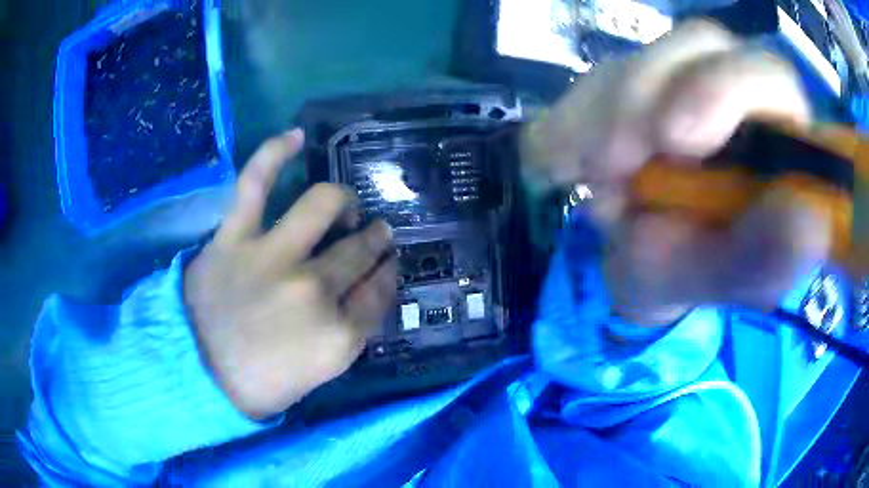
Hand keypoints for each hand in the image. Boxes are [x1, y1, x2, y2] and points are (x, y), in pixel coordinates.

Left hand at [184, 130, 396, 418]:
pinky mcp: (234, 238)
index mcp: (338, 335)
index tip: (387, 265)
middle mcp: (314, 290)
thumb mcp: (320, 372)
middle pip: (360, 250)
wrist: (197, 376)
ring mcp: (272, 258)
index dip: (387, 273)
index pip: (380, 290)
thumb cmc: (260, 383)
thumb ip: (349, 331)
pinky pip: (256, 183)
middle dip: (375, 239)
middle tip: (374, 233)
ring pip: (324, 206)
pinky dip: (274, 153)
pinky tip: (295, 136)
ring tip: (345, 205)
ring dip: (344, 202)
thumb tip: (364, 288)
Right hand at [521, 21, 829, 324]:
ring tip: (589, 179)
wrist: (641, 261)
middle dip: (648, 93)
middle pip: (701, 44)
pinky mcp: (636, 82)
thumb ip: (763, 259)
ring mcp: (683, 79)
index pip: (771, 77)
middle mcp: (737, 93)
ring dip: (604, 113)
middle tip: (612, 163)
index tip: (675, 139)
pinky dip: (569, 119)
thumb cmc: (693, 273)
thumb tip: (808, 222)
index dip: (726, 89)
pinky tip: (561, 163)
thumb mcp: (722, 279)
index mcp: (777, 137)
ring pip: (644, 57)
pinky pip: (595, 81)